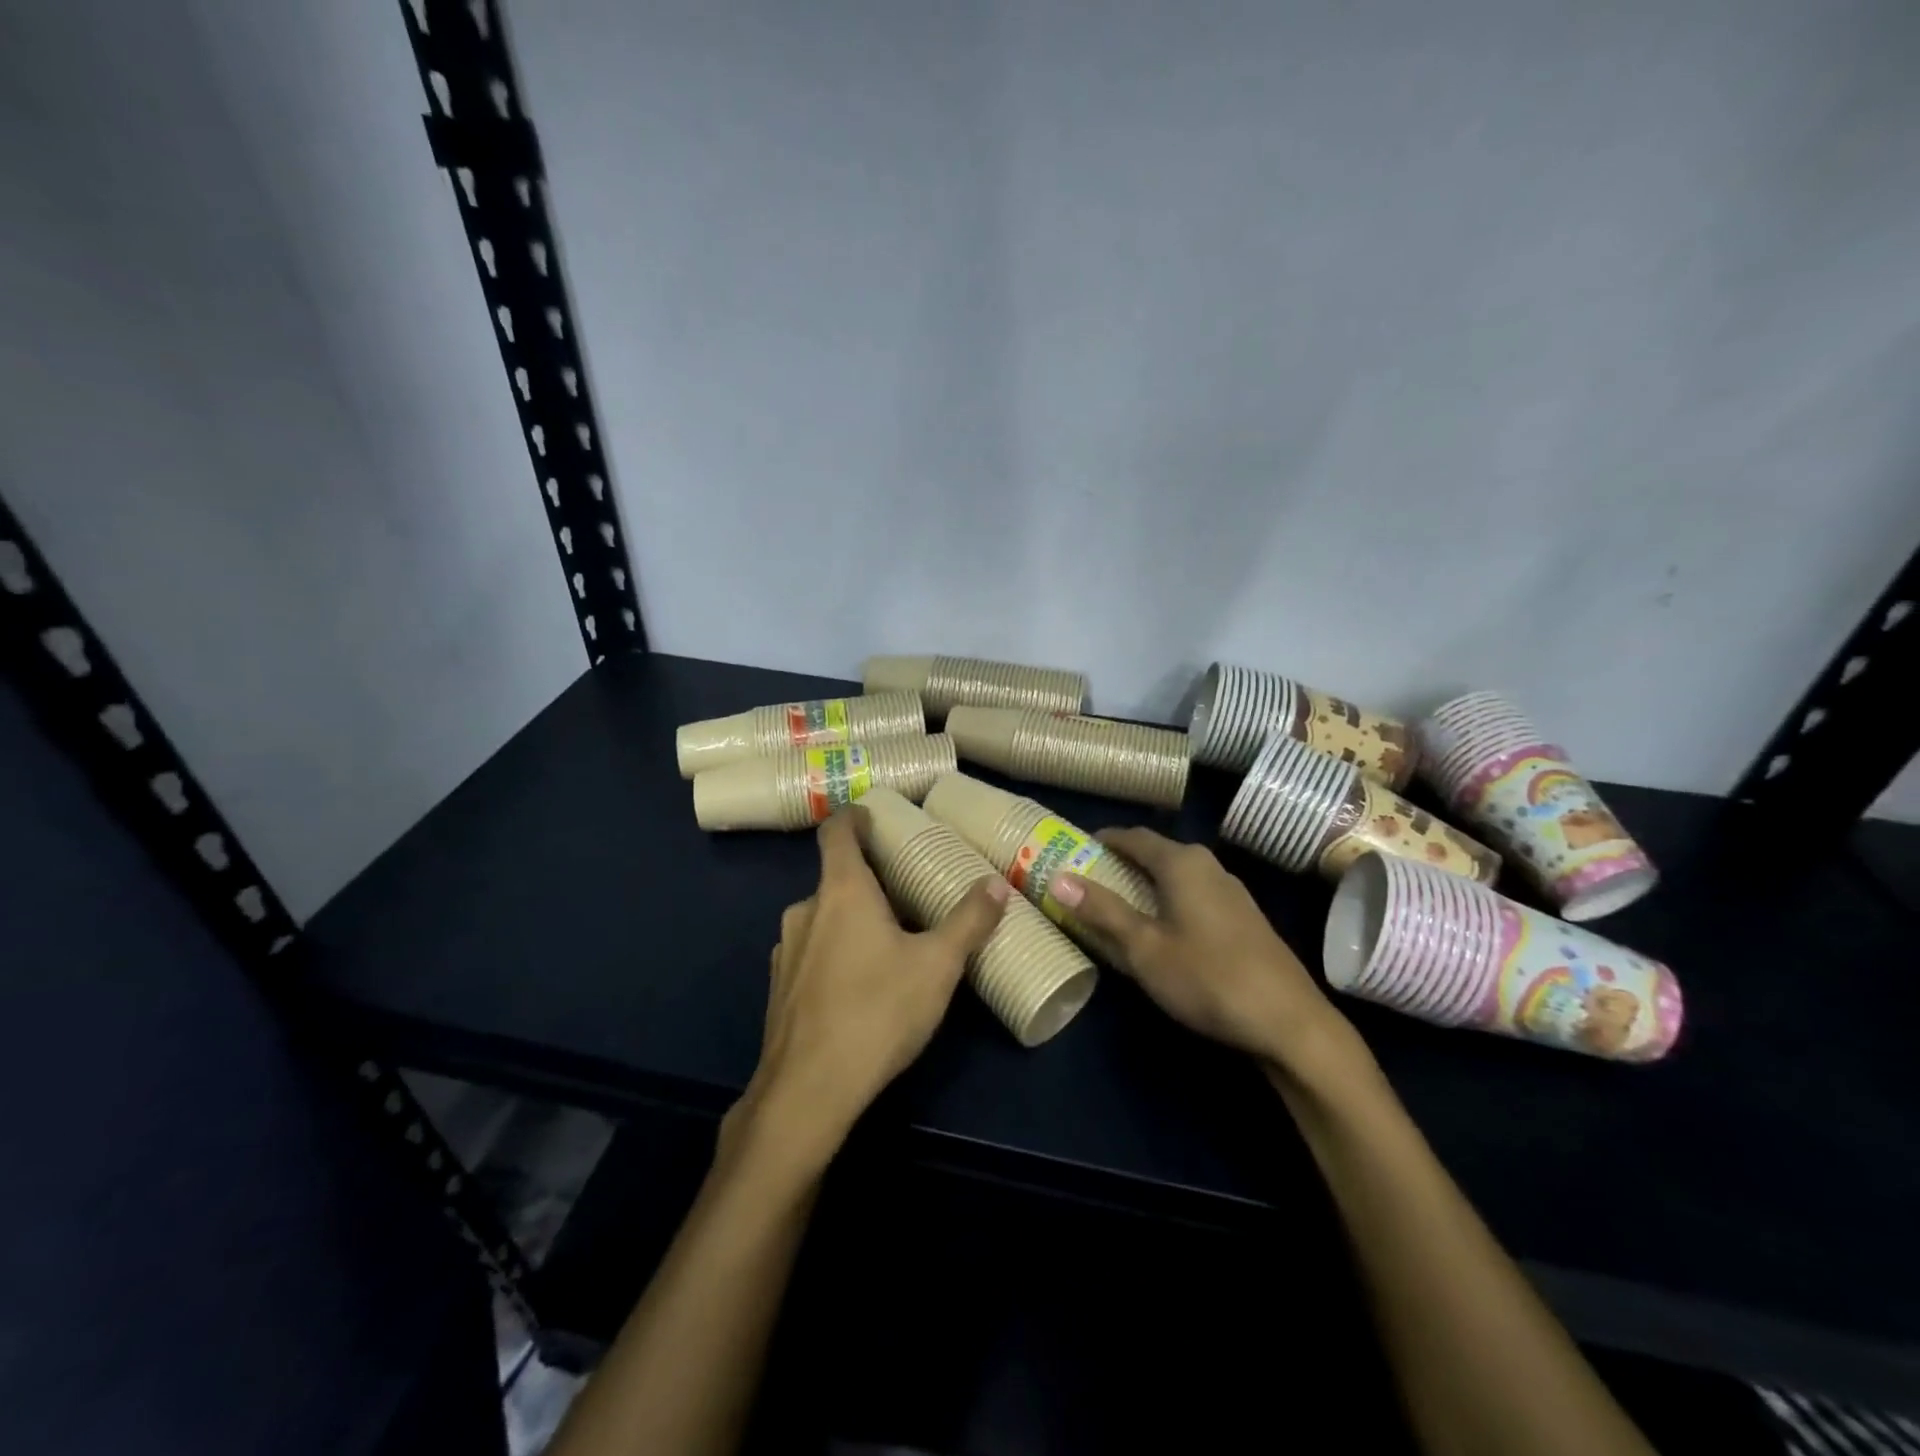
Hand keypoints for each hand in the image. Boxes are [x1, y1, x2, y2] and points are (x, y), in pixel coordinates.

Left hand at [738, 807, 1010, 1157]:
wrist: (808, 1091)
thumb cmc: (877, 1011)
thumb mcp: (938, 965)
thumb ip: (969, 921)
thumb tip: (997, 884)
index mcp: (841, 891)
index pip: (837, 831)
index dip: (854, 816)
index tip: (875, 816)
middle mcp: (806, 910)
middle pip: (835, 877)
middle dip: (869, 880)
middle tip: (907, 892)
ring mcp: (787, 951)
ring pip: (823, 917)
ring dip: (851, 918)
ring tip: (889, 940)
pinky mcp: (779, 988)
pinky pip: (811, 952)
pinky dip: (834, 951)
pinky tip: (860, 985)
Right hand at [1050, 828, 1361, 1077]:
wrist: (1290, 1022)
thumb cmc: (1207, 978)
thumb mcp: (1144, 947)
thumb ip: (1102, 911)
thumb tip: (1058, 878)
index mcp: (1183, 863)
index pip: (1134, 836)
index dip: (1102, 840)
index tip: (1074, 849)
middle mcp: (1209, 866)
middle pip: (1157, 852)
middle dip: (1121, 862)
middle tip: (1088, 878)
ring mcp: (1232, 892)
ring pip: (1177, 875)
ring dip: (1146, 882)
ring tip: (1117, 902)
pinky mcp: (1244, 918)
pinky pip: (1194, 893)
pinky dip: (1168, 899)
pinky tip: (1161, 927)